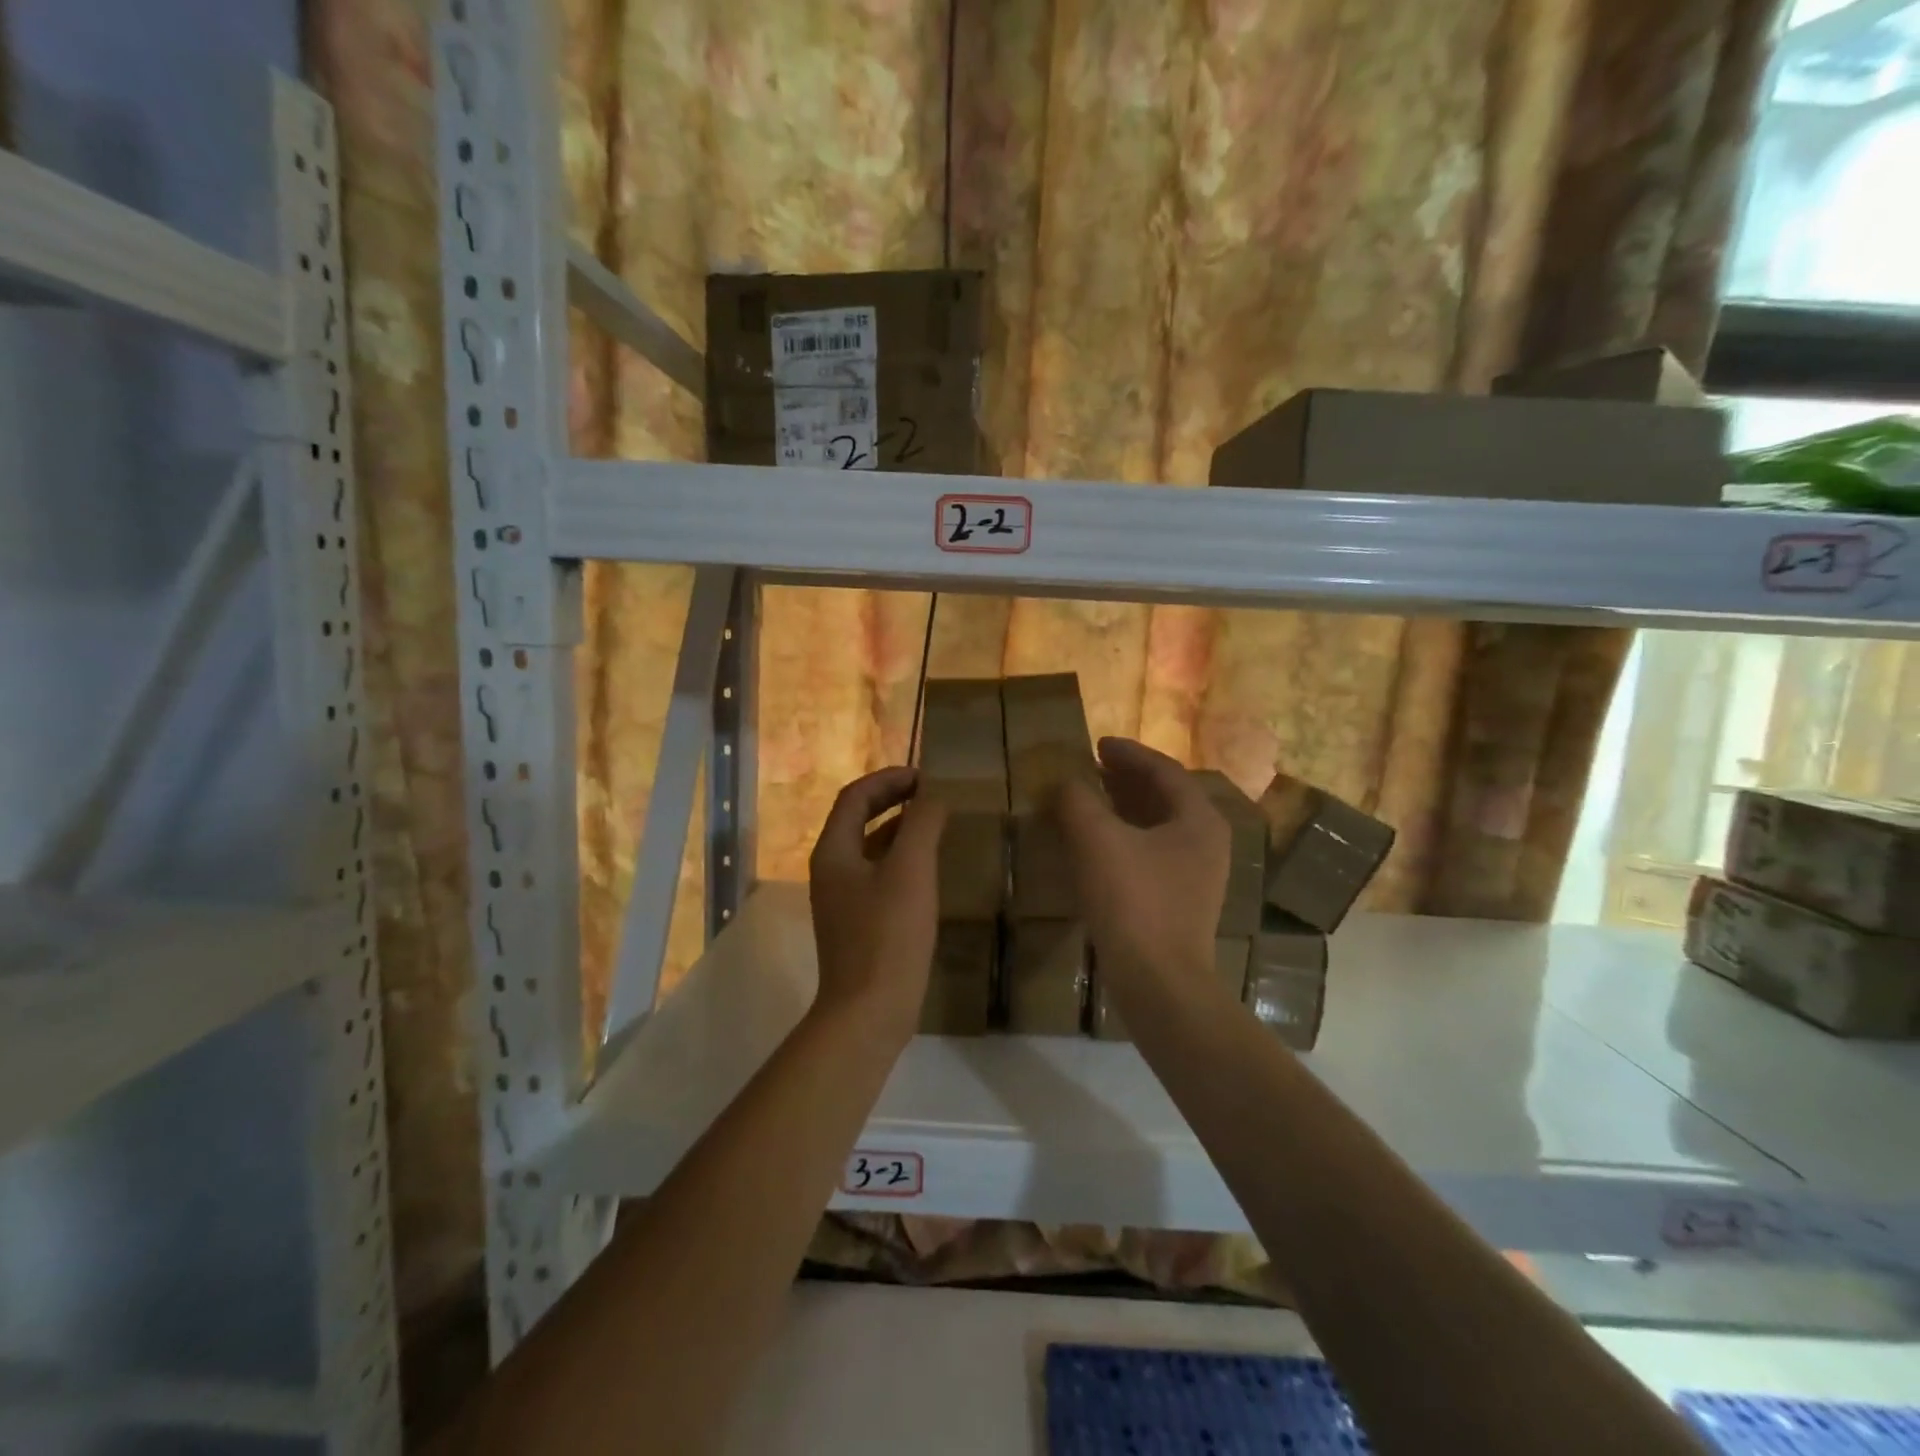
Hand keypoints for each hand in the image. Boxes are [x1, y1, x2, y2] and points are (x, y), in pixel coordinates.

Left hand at [808, 767, 947, 1043]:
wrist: (868, 1011)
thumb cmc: (888, 935)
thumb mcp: (911, 871)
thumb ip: (922, 824)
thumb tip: (933, 795)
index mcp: (834, 851)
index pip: (855, 796)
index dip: (889, 778)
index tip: (926, 777)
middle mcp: (830, 869)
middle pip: (857, 819)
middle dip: (892, 800)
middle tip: (931, 794)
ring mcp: (841, 899)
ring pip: (869, 848)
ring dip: (898, 829)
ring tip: (935, 825)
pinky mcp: (857, 923)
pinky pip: (877, 875)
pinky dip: (900, 859)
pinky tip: (928, 870)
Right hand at [1056, 738, 1229, 997]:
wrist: (1159, 982)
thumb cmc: (1133, 901)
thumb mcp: (1097, 841)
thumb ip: (1078, 801)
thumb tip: (1067, 782)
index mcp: (1198, 819)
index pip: (1164, 770)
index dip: (1129, 753)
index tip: (1098, 743)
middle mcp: (1207, 842)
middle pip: (1165, 797)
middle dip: (1127, 780)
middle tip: (1092, 768)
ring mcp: (1198, 875)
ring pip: (1158, 827)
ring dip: (1125, 809)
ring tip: (1090, 800)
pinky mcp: (1182, 902)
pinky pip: (1153, 854)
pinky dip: (1126, 838)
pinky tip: (1097, 846)